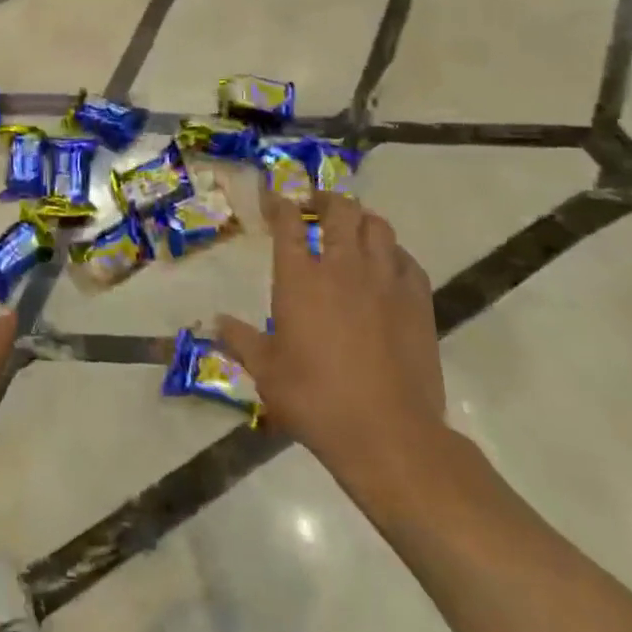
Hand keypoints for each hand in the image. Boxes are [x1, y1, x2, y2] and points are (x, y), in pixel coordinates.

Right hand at [216, 191, 447, 509]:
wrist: (388, 432)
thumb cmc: (315, 399)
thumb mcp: (266, 372)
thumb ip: (240, 340)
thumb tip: (214, 323)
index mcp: (300, 279)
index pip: (289, 222)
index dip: (280, 204)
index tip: (274, 200)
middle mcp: (343, 267)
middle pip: (339, 210)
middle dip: (324, 200)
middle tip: (313, 207)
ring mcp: (385, 281)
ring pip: (377, 226)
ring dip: (360, 220)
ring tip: (350, 230)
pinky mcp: (418, 300)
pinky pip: (406, 258)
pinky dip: (392, 252)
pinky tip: (385, 265)